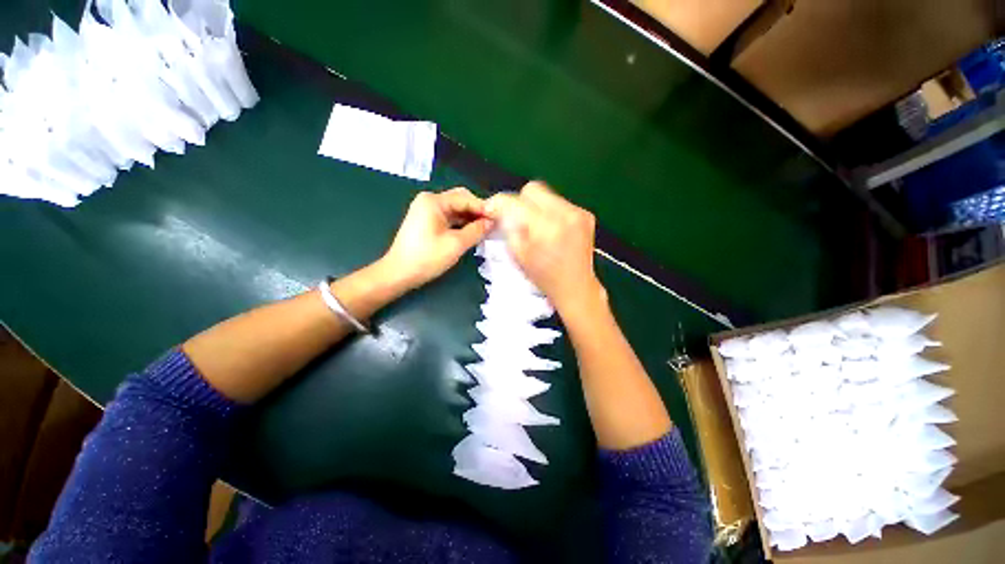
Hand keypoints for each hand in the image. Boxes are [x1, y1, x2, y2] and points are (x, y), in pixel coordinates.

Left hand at [382, 188, 492, 289]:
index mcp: (434, 201)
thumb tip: (491, 222)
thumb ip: (476, 230)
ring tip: (486, 230)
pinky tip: (472, 232)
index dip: (484, 208)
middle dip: (477, 212)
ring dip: (471, 218)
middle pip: (460, 200)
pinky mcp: (427, 221)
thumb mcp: (456, 244)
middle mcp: (430, 201)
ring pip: (456, 210)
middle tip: (493, 224)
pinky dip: (461, 224)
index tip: (499, 219)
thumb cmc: (427, 258)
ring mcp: (427, 210)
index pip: (466, 198)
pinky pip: (449, 217)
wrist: (399, 273)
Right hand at [484, 182, 605, 315]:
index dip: (499, 203)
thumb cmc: (544, 277)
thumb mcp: (519, 255)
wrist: (576, 287)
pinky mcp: (586, 214)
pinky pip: (560, 202)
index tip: (491, 209)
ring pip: (547, 194)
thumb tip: (500, 210)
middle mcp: (565, 214)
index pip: (516, 202)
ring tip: (536, 226)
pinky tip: (552, 229)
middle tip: (517, 219)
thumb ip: (508, 228)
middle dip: (519, 202)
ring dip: (536, 206)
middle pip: (532, 189)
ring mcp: (578, 212)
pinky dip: (550, 211)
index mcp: (546, 228)